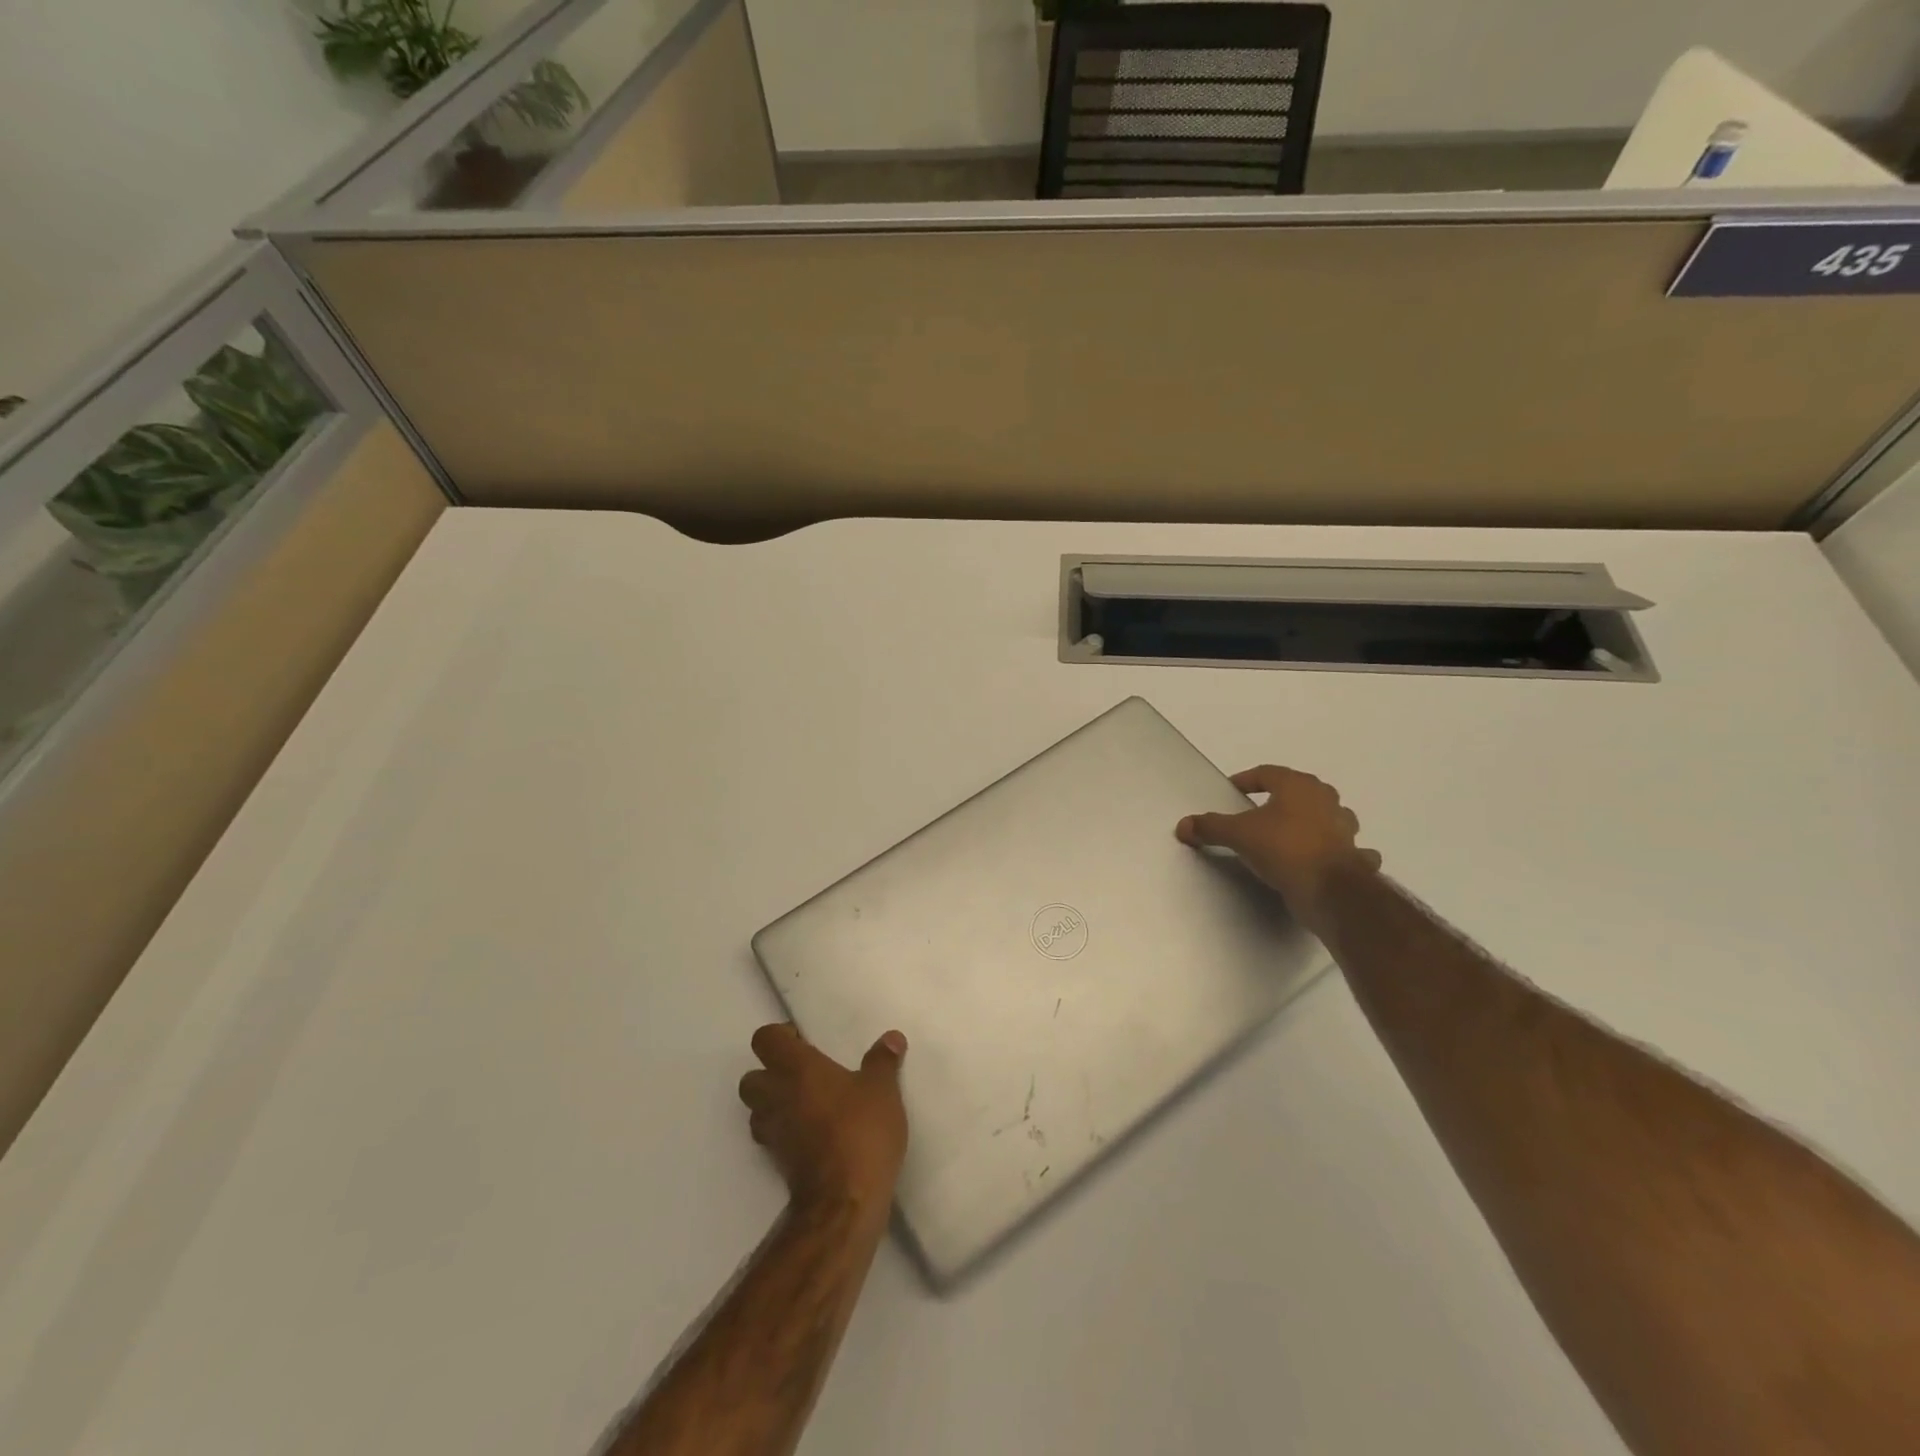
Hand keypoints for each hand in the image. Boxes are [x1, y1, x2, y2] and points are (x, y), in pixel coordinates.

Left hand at [738, 1024, 908, 1219]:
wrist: (844, 1202)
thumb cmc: (861, 1131)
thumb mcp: (882, 1090)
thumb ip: (883, 1061)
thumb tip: (891, 1038)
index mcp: (796, 1068)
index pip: (765, 1040)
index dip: (780, 1036)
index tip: (805, 1041)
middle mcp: (776, 1096)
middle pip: (751, 1077)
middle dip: (770, 1072)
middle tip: (804, 1073)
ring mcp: (773, 1132)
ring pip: (757, 1109)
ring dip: (774, 1103)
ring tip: (808, 1103)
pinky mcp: (778, 1162)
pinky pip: (772, 1136)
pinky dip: (785, 1131)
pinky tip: (814, 1132)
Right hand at [1176, 765, 1381, 933]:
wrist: (1329, 891)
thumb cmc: (1283, 848)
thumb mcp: (1238, 835)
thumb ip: (1210, 827)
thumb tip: (1183, 825)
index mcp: (1298, 787)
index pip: (1268, 773)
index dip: (1247, 780)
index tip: (1233, 790)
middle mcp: (1326, 801)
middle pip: (1301, 791)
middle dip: (1282, 798)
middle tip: (1261, 811)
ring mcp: (1345, 829)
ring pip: (1329, 816)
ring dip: (1315, 821)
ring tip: (1293, 833)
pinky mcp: (1355, 857)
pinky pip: (1348, 849)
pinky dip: (1340, 851)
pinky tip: (1329, 859)